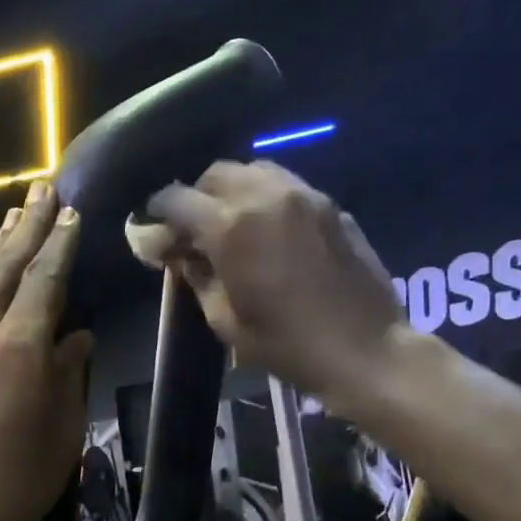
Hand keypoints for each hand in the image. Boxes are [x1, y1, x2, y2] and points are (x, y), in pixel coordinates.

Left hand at [0, 182, 94, 520]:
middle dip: (26, 225)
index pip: (44, 279)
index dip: (60, 243)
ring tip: (14, 219)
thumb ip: (68, 374)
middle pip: (2, 266)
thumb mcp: (61, 433)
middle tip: (42, 190)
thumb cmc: (16, 486)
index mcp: (19, 348)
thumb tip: (74, 336)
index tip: (71, 211)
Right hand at [134, 160, 408, 409]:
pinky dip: (267, 198)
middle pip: (216, 174)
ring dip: (234, 191)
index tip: (154, 231)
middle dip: (197, 197)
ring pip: (255, 171)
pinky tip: (271, 232)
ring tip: (234, 224)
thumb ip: (197, 277)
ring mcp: (304, 196)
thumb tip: (181, 253)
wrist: (366, 350)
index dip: (158, 213)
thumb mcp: (226, 321)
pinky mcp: (331, 206)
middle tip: (194, 231)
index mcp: (231, 228)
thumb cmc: (287, 345)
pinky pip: (287, 186)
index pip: (177, 200)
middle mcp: (266, 197)